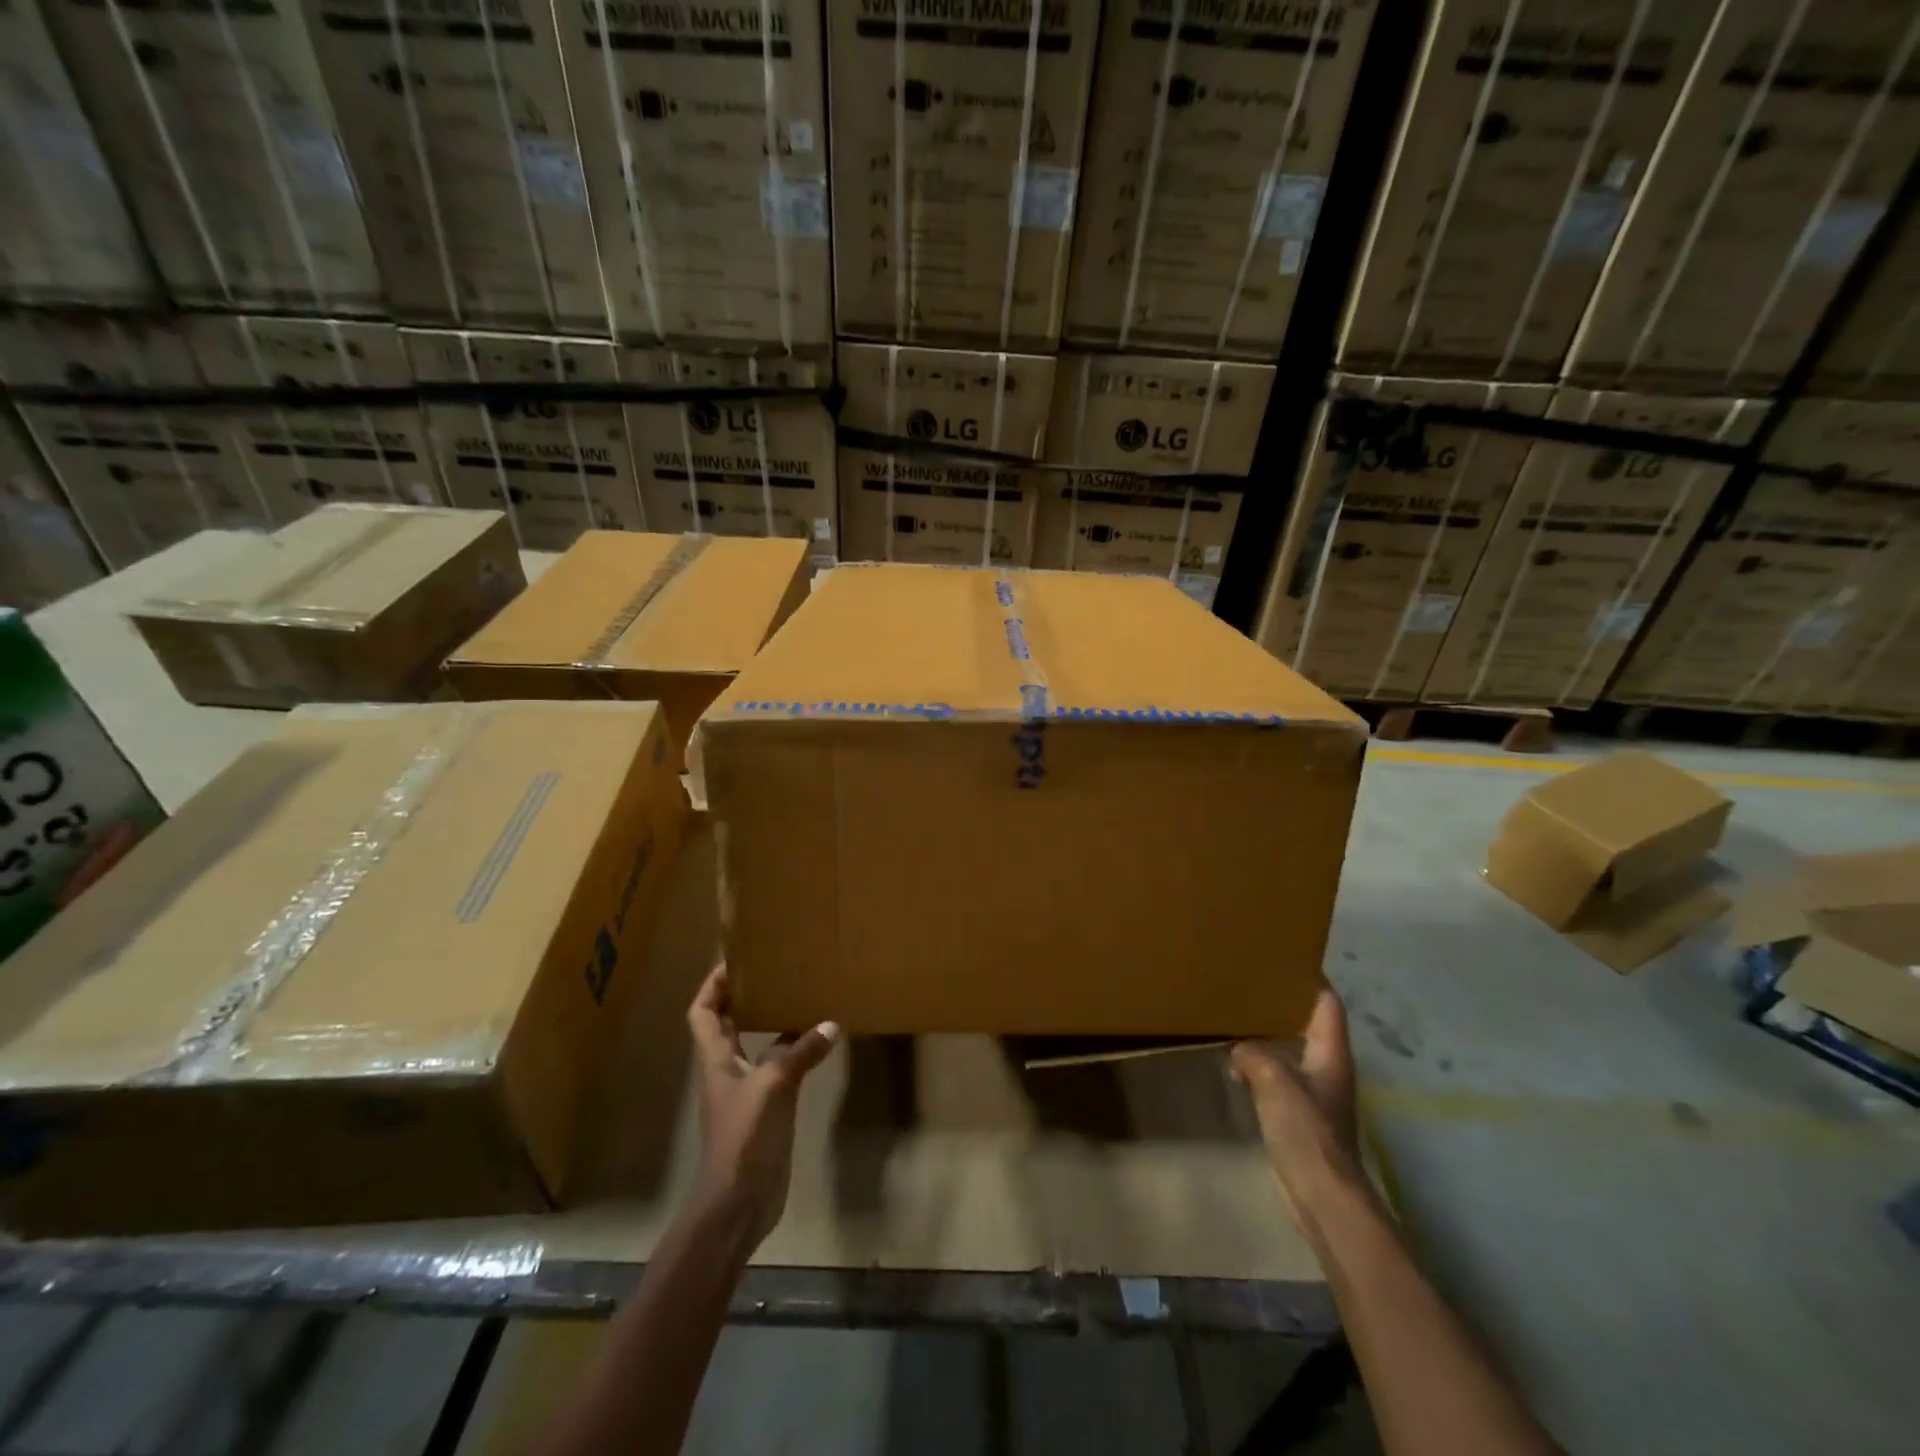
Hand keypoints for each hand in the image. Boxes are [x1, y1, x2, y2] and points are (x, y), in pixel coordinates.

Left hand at [686, 963, 839, 1248]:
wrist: (739, 1202)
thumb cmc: (744, 1137)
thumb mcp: (773, 1087)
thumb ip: (800, 1053)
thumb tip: (830, 1024)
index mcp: (716, 1060)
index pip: (703, 1013)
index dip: (712, 986)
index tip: (733, 961)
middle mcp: (727, 1071)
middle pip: (727, 1025)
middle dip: (742, 997)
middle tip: (772, 971)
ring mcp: (746, 1092)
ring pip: (754, 1046)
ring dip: (770, 1023)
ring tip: (798, 997)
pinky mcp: (766, 1111)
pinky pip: (778, 1070)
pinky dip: (793, 1052)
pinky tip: (816, 1043)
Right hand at [1231, 989, 1361, 1226]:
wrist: (1321, 1194)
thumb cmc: (1306, 1129)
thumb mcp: (1274, 1079)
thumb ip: (1253, 1054)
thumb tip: (1238, 1049)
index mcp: (1331, 1053)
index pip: (1327, 1004)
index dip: (1310, 979)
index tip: (1283, 959)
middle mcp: (1328, 1068)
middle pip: (1309, 1024)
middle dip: (1283, 1004)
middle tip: (1250, 984)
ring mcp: (1316, 1093)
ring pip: (1292, 1051)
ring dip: (1270, 1036)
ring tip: (1238, 1018)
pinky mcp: (1302, 1116)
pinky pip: (1281, 1077)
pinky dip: (1262, 1065)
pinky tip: (1238, 1066)